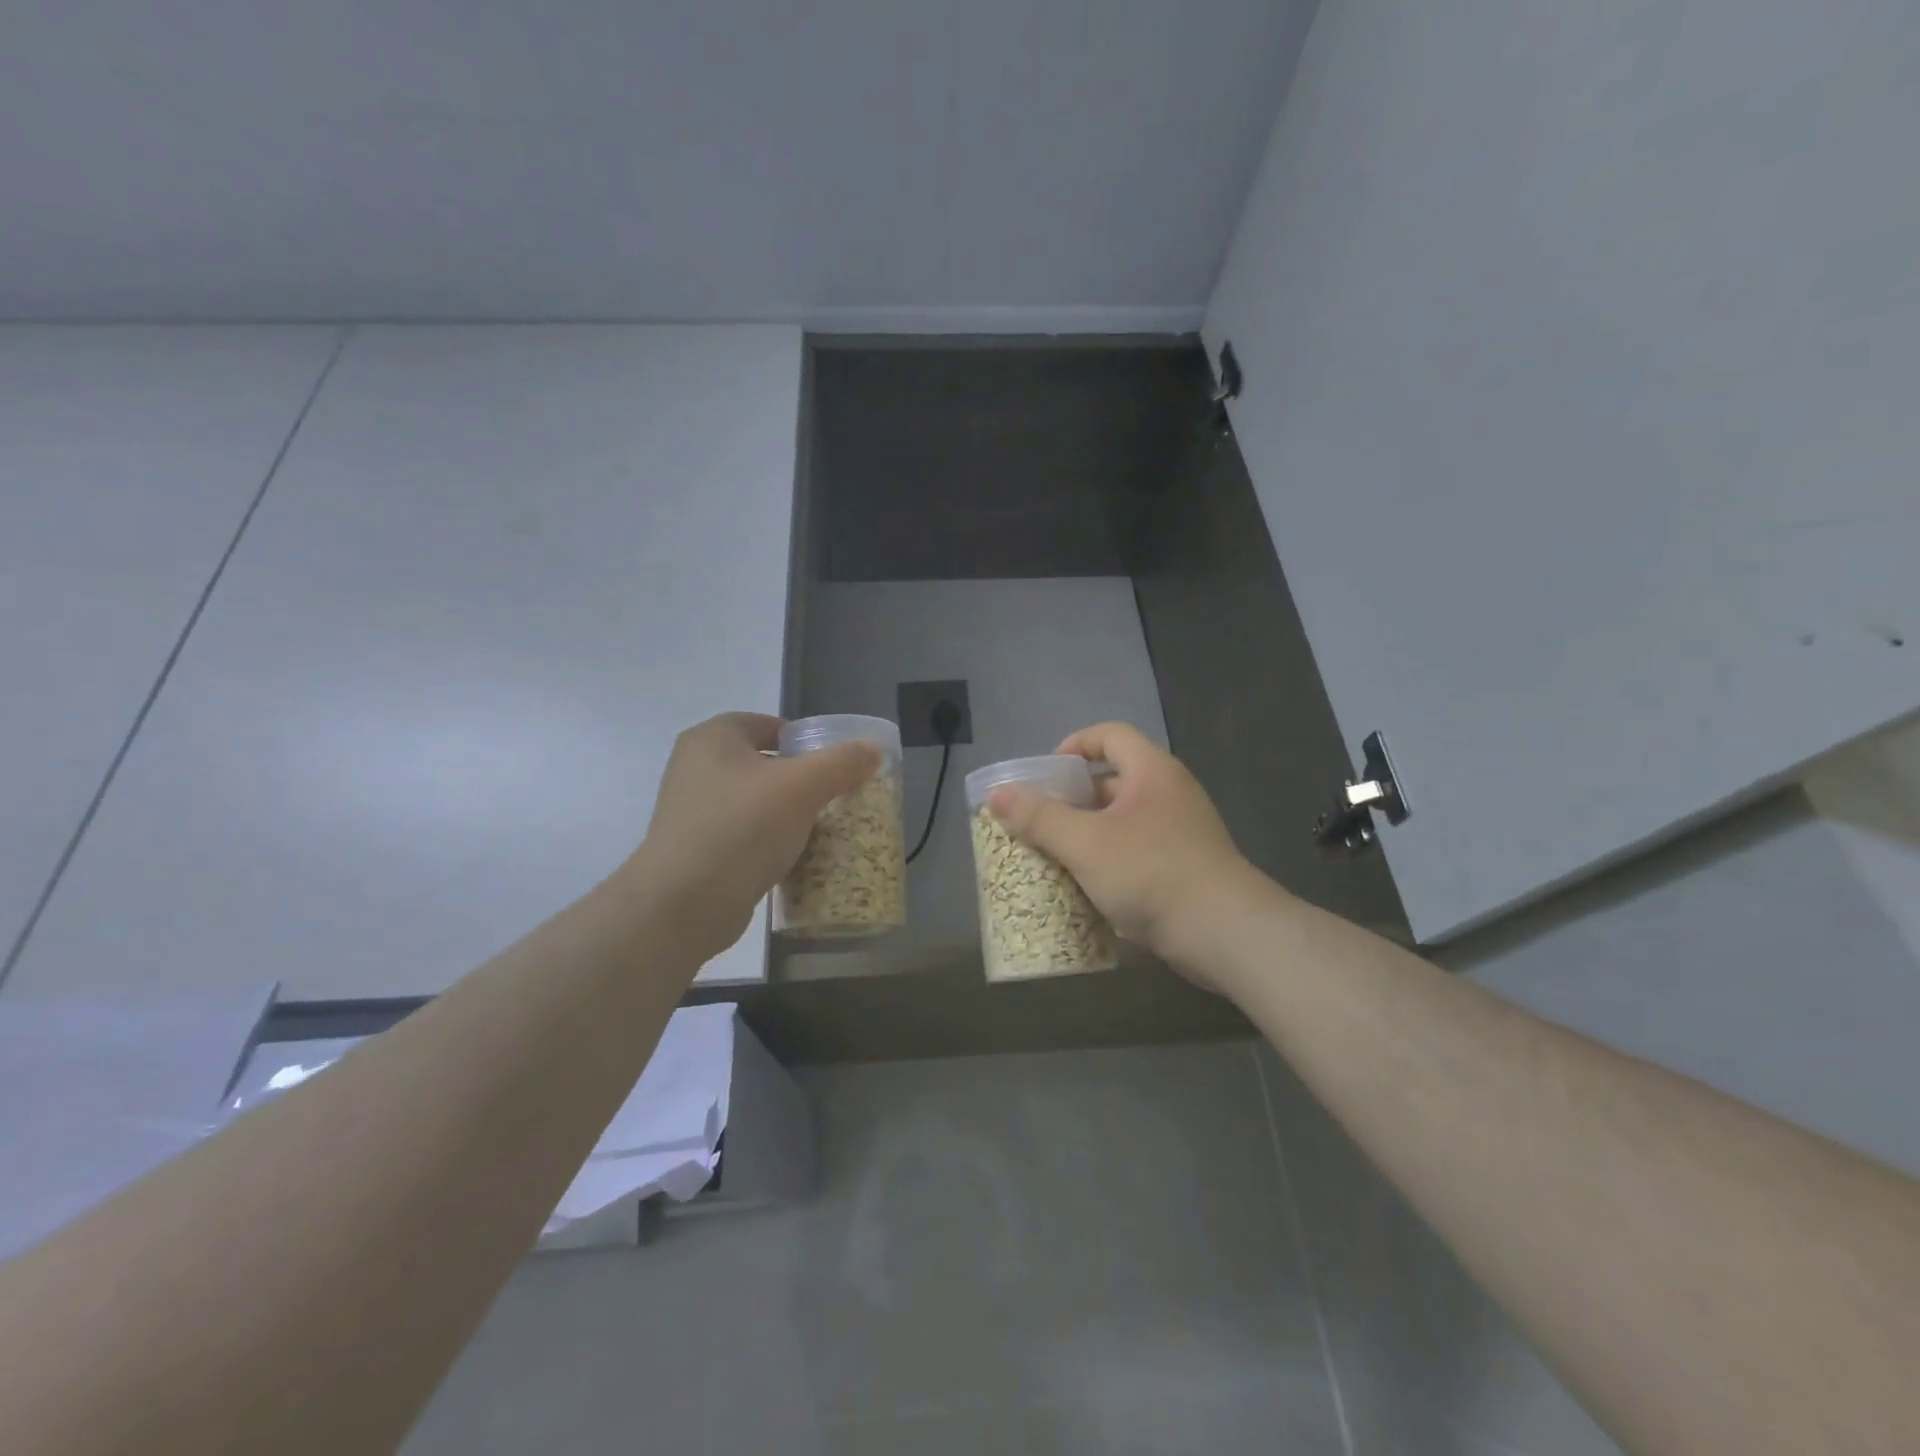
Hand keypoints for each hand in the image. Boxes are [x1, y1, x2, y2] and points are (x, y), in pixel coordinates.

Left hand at [627, 713, 879, 960]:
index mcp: (712, 739)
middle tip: (834, 797)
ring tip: (821, 829)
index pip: (768, 723)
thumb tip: (873, 749)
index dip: (805, 739)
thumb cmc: (741, 829)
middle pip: (764, 762)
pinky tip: (793, 858)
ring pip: (755, 801)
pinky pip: (744, 834)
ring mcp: (692, 811)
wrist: (682, 906)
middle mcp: (695, 767)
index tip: (835, 764)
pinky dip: (769, 841)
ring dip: (786, 813)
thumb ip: (842, 762)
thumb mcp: (802, 787)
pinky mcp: (696, 849)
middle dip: (801, 779)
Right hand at [986, 722, 1267, 978]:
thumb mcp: (1085, 843)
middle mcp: (1170, 793)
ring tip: (1054, 856)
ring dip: (1088, 835)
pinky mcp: (1186, 867)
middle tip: (1039, 821)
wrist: (1225, 933)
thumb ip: (1039, 817)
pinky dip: (1110, 861)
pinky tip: (1087, 888)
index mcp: (1151, 771)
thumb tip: (997, 794)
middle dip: (1072, 800)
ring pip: (1123, 821)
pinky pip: (1138, 852)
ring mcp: (1182, 832)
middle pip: (1113, 780)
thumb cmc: (1151, 873)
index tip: (1044, 775)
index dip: (1073, 746)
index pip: (1109, 735)